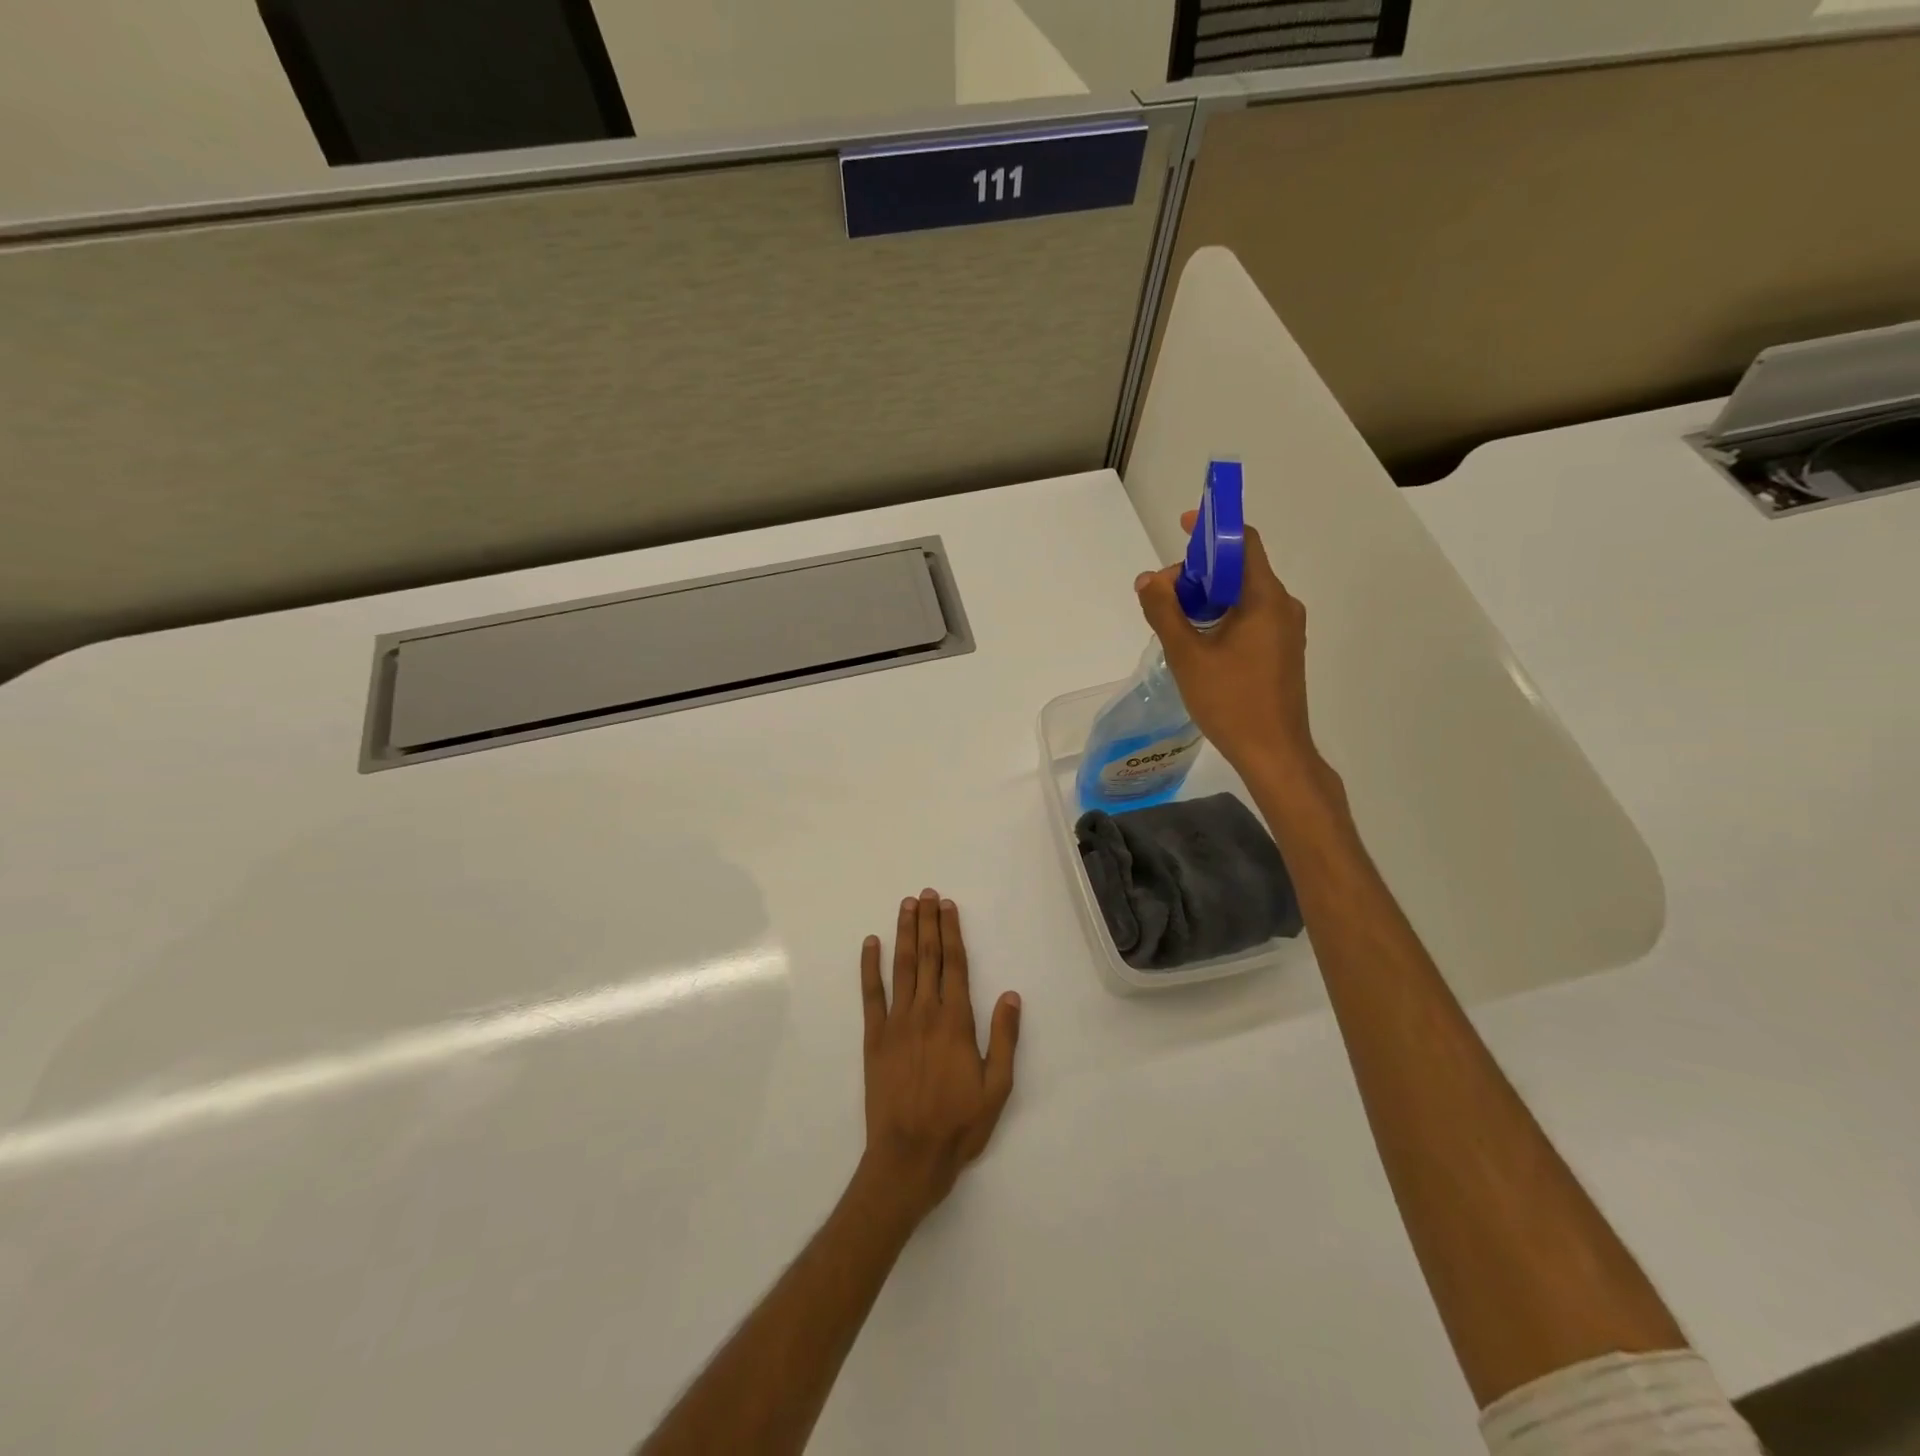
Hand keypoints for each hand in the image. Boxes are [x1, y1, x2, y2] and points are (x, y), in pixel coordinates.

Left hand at [857, 889, 1020, 1227]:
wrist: (908, 1157)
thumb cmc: (958, 1125)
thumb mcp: (997, 1089)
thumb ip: (1004, 1039)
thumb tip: (1011, 995)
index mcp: (956, 1022)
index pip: (954, 965)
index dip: (951, 932)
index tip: (948, 907)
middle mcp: (925, 1013)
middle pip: (928, 957)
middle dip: (928, 923)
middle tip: (927, 894)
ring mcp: (896, 1023)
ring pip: (902, 967)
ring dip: (905, 934)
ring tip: (907, 906)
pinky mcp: (874, 1037)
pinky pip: (871, 994)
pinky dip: (870, 966)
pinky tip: (870, 944)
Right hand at [1136, 511, 1322, 785]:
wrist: (1274, 753)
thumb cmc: (1231, 702)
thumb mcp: (1187, 656)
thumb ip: (1164, 612)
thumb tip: (1147, 578)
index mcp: (1265, 599)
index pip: (1244, 543)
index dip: (1214, 528)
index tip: (1183, 526)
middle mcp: (1283, 607)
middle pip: (1240, 570)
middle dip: (1199, 571)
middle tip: (1164, 594)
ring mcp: (1286, 631)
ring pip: (1243, 597)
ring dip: (1208, 598)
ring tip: (1174, 620)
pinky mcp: (1281, 652)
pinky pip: (1250, 618)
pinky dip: (1221, 617)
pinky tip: (1197, 642)